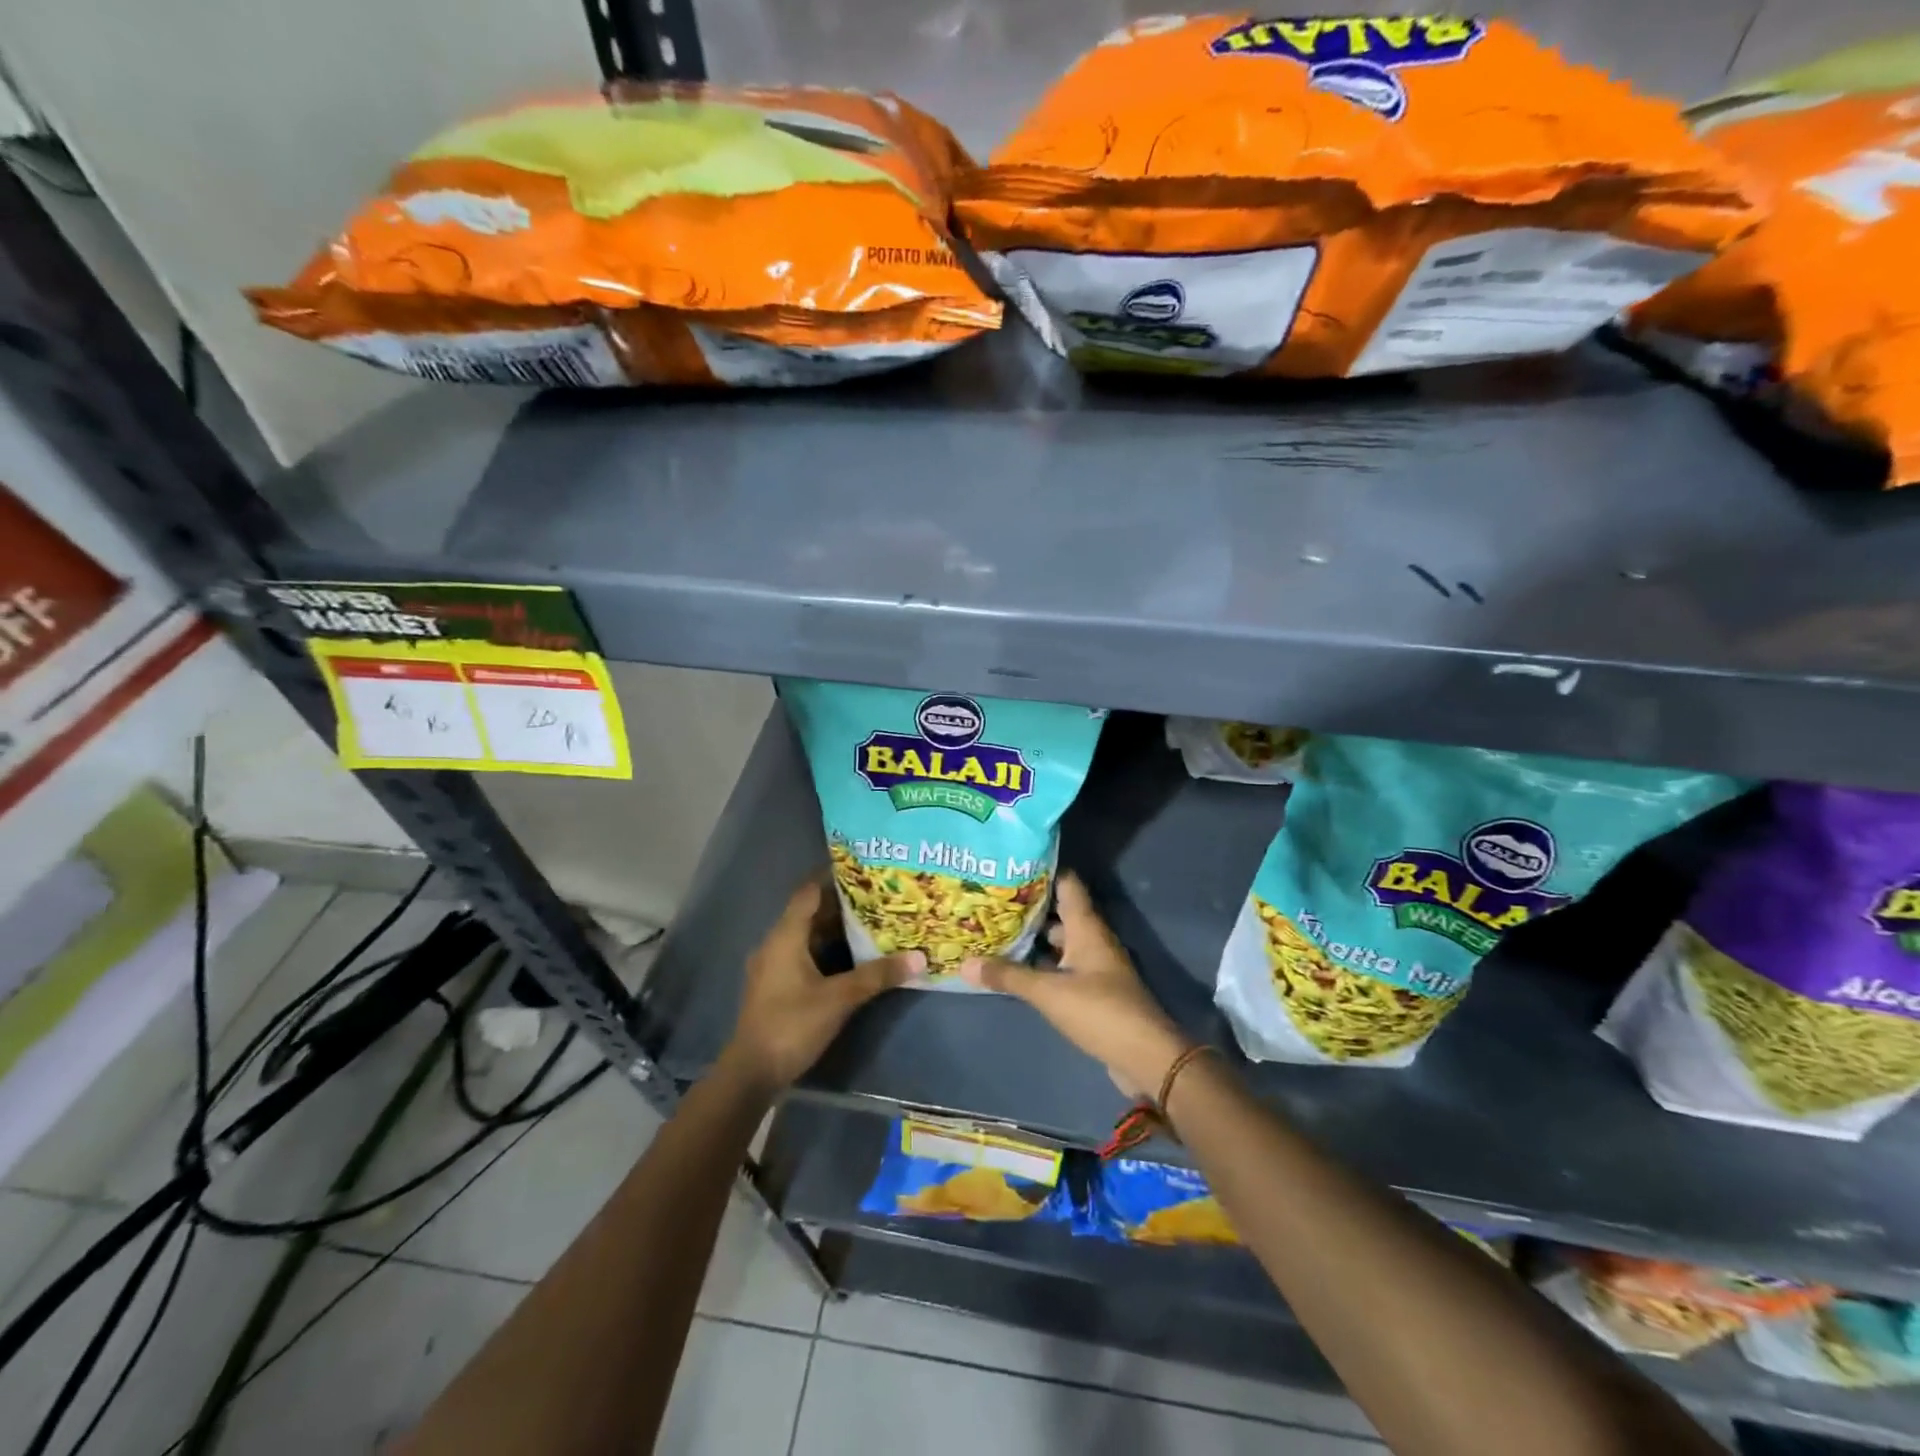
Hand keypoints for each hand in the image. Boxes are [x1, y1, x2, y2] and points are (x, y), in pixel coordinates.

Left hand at [722, 880, 921, 1093]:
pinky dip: (827, 950)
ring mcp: (774, 965)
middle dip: (843, 904)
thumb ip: (877, 976)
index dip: (834, 877)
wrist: (751, 1073)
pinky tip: (852, 957)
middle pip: (810, 912)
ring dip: (836, 929)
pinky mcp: (777, 985)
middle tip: (879, 896)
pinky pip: (804, 954)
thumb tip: (918, 957)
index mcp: (785, 936)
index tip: (864, 868)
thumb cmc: (792, 1025)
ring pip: (808, 935)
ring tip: (872, 921)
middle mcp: (776, 943)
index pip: (809, 891)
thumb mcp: (839, 999)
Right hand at [960, 872, 1191, 1097]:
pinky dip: (1041, 963)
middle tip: (990, 900)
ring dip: (1033, 938)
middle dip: (1028, 907)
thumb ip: (1008, 977)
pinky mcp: (1093, 989)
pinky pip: (1062, 966)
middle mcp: (1092, 939)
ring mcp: (1094, 965)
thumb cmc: (1099, 1011)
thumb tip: (965, 963)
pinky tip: (1016, 968)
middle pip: (1059, 913)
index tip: (1009, 864)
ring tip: (995, 931)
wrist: (1145, 1056)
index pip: (1066, 883)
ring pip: (1059, 941)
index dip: (1041, 871)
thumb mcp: (1048, 992)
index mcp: (1086, 927)